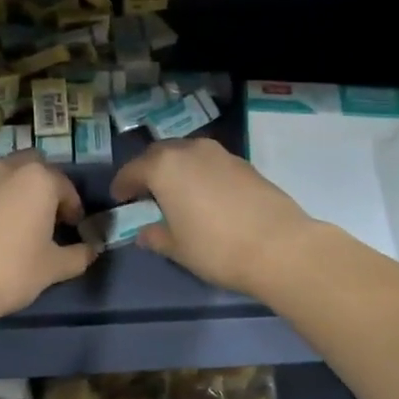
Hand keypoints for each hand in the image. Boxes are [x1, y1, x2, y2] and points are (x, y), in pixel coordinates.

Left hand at [0, 152, 95, 323]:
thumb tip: (92, 250)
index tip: (74, 230)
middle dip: (44, 187)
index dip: (74, 208)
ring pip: (5, 176)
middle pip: (34, 167)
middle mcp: (7, 169)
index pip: (66, 186)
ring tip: (19, 225)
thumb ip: (79, 255)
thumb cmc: (10, 270)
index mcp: (38, 179)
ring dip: (17, 192)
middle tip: (48, 217)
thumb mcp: (53, 268)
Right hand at [110, 138, 313, 299]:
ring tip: (176, 192)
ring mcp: (221, 154)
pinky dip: (201, 174)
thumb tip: (145, 233)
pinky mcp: (245, 164)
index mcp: (165, 166)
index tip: (119, 197)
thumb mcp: (178, 248)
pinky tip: (205, 196)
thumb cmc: (216, 248)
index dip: (123, 184)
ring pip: (188, 154)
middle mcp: (191, 150)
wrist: (279, 246)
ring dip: (177, 168)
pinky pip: (211, 163)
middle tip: (145, 191)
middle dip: (149, 170)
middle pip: (160, 154)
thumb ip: (156, 236)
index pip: (133, 169)